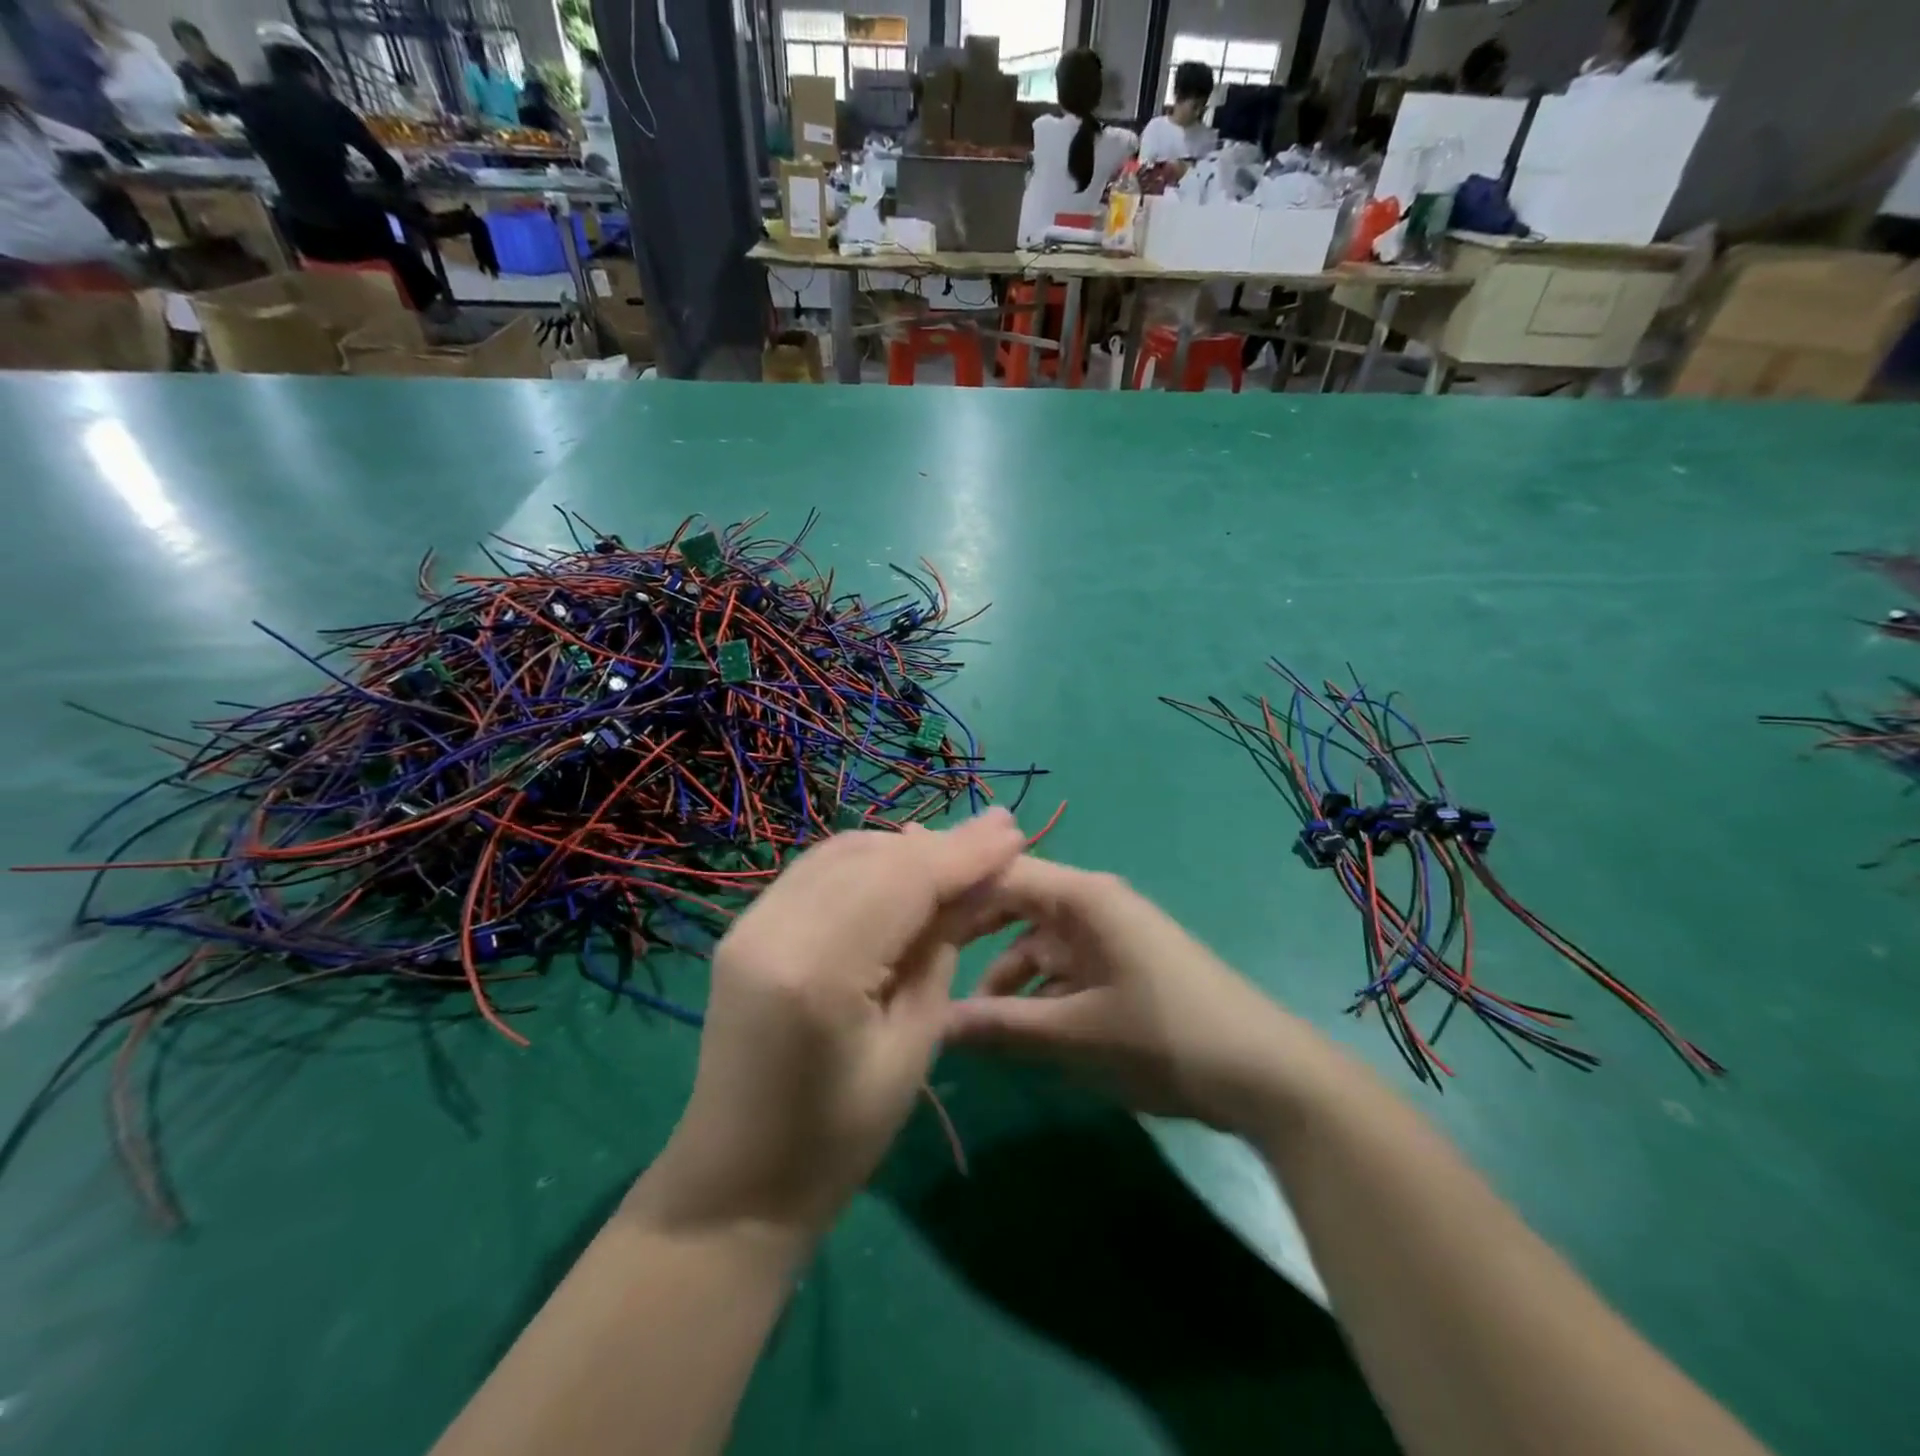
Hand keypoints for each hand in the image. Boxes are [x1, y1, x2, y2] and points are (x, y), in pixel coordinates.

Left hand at [631, 810, 1025, 1236]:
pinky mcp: (744, 927)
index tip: (1013, 832)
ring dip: (903, 848)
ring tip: (957, 853)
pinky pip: (816, 871)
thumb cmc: (840, 1139)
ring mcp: (749, 924)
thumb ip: (940, 950)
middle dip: (938, 844)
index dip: (963, 853)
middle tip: (996, 835)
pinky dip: (866, 861)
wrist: (738, 1183)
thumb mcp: (912, 1046)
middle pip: (872, 857)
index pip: (903, 882)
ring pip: (841, 853)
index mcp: (818, 972)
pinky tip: (900, 869)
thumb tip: (977, 882)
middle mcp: (773, 929)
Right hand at [944, 858, 1316, 1129]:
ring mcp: (1109, 936)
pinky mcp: (1121, 967)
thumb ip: (1001, 1026)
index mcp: (1084, 897)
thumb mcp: (1075, 1034)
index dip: (955, 892)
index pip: (1003, 873)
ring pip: (1037, 943)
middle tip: (925, 965)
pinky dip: (1037, 993)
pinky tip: (1018, 1030)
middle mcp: (1093, 904)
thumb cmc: (1164, 1037)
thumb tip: (932, 1023)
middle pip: (1016, 905)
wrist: (1264, 1075)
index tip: (908, 921)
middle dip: (973, 936)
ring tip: (970, 1020)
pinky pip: (1063, 968)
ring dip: (1005, 976)